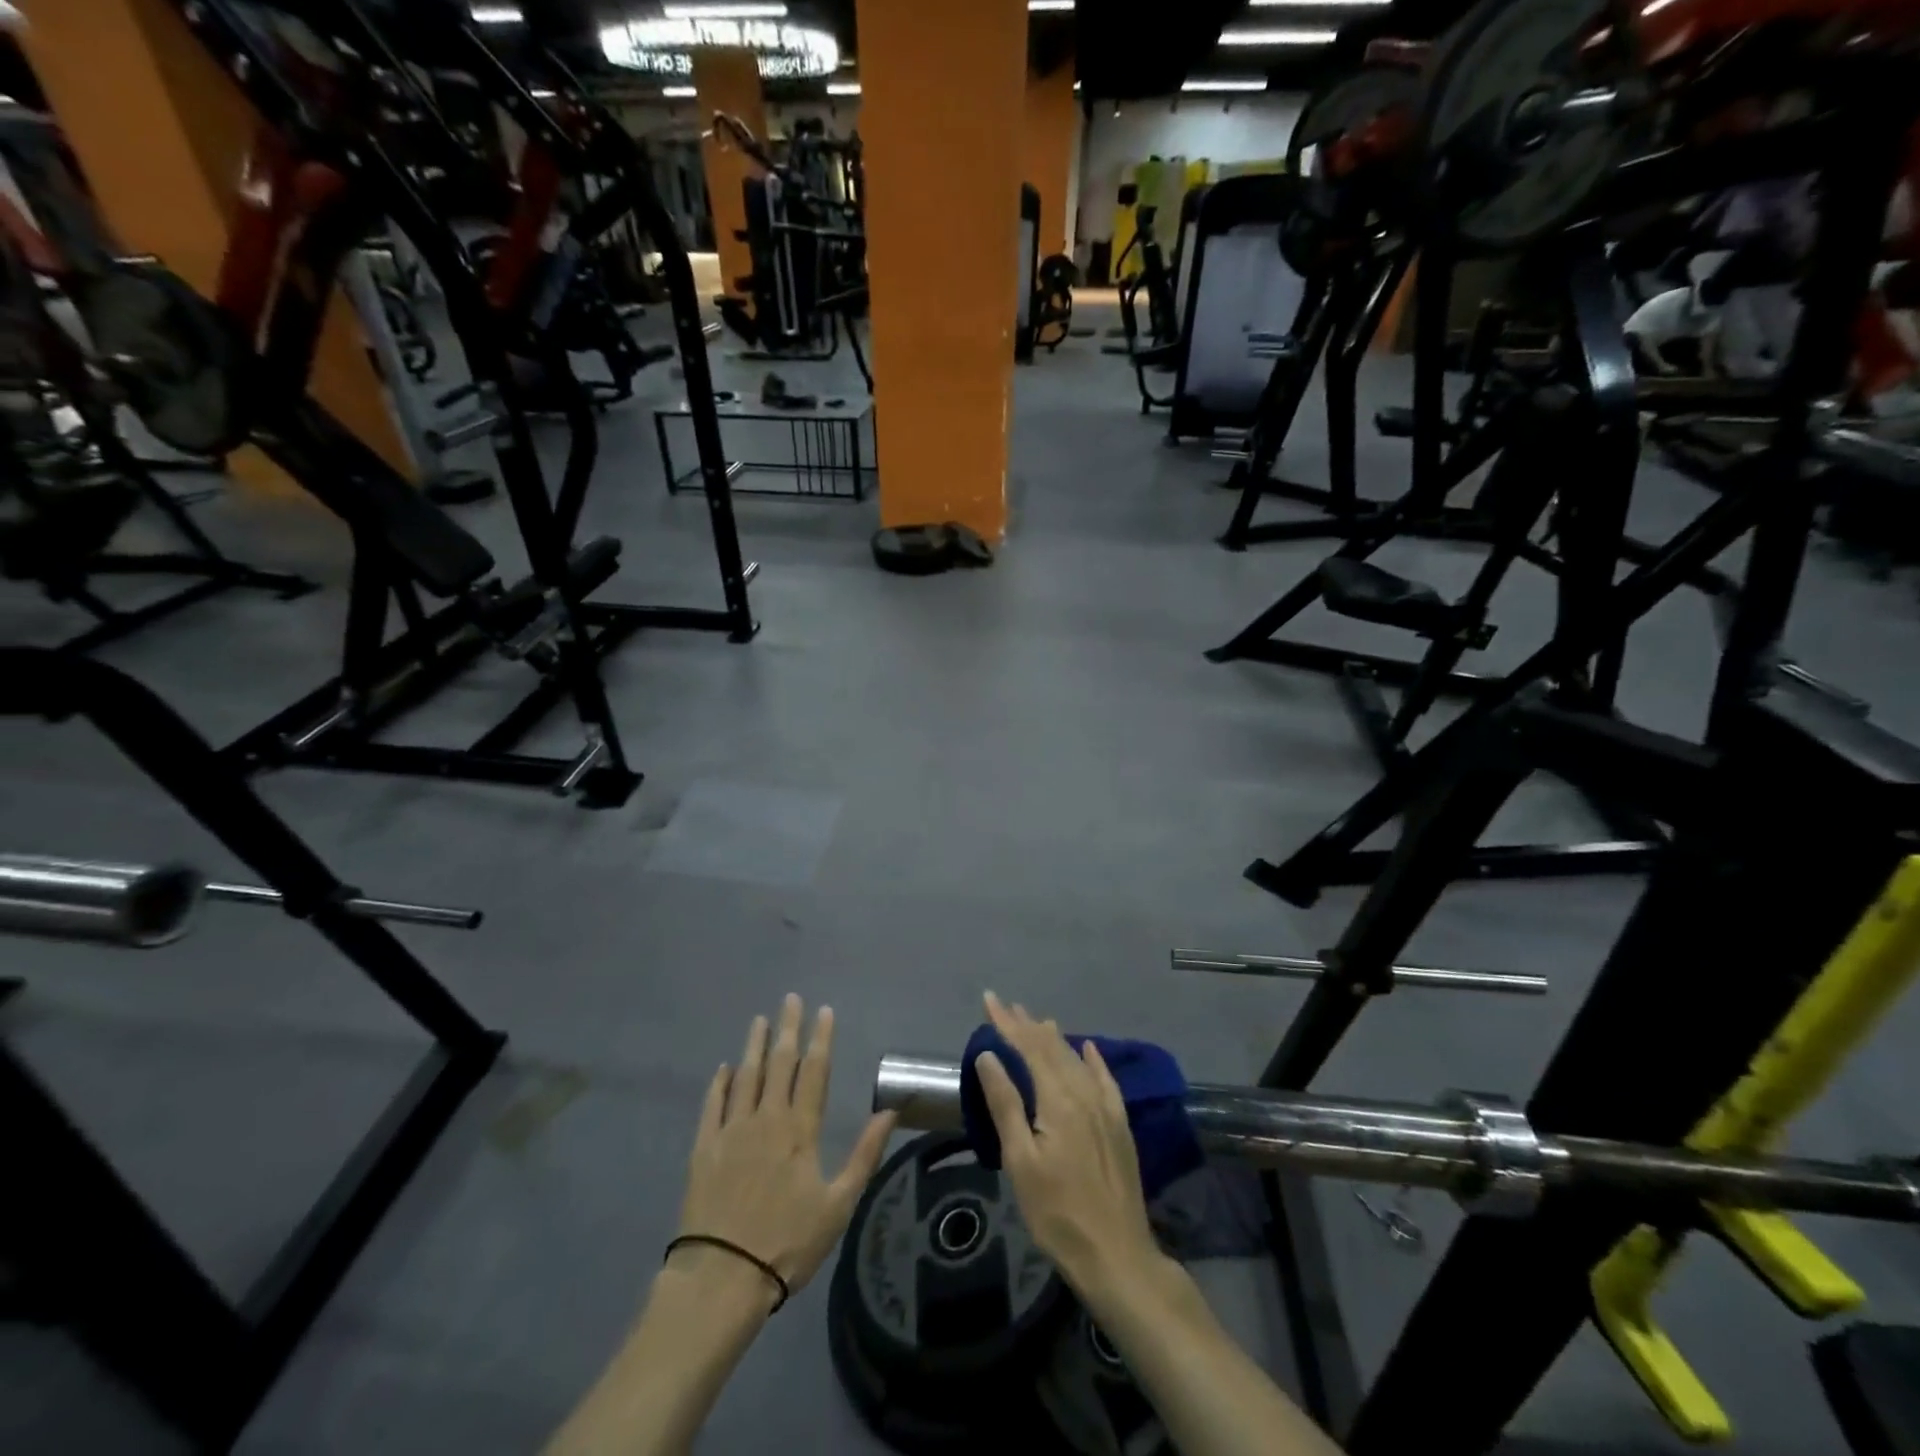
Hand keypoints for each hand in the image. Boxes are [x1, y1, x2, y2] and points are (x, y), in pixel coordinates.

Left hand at [673, 994, 895, 1303]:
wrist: (721, 1277)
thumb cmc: (787, 1244)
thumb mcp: (839, 1204)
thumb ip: (864, 1154)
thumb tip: (890, 1111)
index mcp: (800, 1130)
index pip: (814, 1072)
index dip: (820, 1039)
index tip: (824, 1011)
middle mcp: (766, 1119)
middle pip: (779, 1064)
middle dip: (788, 1029)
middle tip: (790, 999)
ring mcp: (731, 1131)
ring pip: (745, 1076)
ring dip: (754, 1046)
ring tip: (759, 1021)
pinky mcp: (703, 1148)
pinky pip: (712, 1105)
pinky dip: (719, 1083)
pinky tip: (724, 1069)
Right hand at [972, 991, 1161, 1293]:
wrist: (1116, 1254)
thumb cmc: (1057, 1211)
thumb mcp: (1021, 1161)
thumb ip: (1005, 1103)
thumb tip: (990, 1055)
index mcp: (1058, 1098)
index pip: (1028, 1047)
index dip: (1007, 1022)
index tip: (989, 1000)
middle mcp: (1084, 1093)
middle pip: (1052, 1048)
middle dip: (1027, 1025)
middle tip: (1007, 1005)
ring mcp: (1106, 1108)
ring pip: (1076, 1059)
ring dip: (1054, 1038)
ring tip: (1038, 1021)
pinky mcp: (1119, 1125)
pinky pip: (1105, 1079)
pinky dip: (1093, 1059)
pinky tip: (1089, 1048)